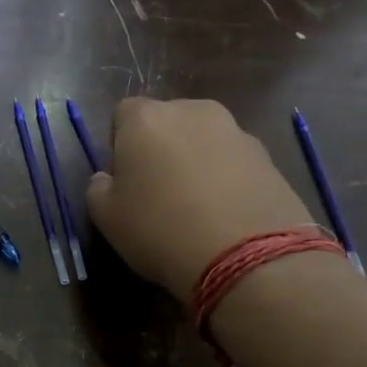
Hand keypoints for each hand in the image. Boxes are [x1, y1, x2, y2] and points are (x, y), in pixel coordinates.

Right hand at [86, 98, 314, 302]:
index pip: (123, 113)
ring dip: (195, 162)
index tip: (124, 178)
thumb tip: (107, 178)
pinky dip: (226, 178)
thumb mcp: (106, 217)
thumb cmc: (160, 229)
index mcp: (146, 118)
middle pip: (167, 121)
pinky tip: (224, 214)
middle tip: (157, 191)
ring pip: (203, 140)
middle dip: (160, 148)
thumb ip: (98, 188)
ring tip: (196, 206)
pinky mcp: (268, 156)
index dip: (120, 144)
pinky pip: (233, 161)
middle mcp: (192, 111)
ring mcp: (236, 130)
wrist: (247, 255)